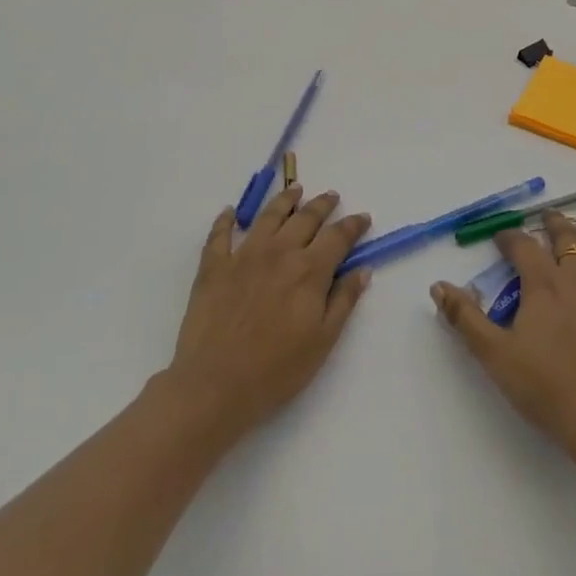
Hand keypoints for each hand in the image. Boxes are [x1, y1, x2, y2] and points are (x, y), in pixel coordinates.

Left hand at [165, 186, 373, 441]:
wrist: (215, 385)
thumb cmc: (277, 369)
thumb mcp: (323, 340)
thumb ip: (344, 300)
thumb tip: (362, 270)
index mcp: (309, 270)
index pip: (338, 237)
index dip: (353, 225)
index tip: (362, 218)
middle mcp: (279, 252)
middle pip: (305, 218)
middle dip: (322, 205)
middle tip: (331, 197)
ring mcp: (243, 256)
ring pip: (268, 216)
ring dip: (284, 200)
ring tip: (294, 190)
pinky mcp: (213, 267)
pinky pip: (220, 235)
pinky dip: (226, 220)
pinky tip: (231, 212)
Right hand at [430, 211, 575, 464]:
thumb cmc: (547, 388)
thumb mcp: (494, 355)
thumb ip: (465, 318)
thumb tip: (438, 285)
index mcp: (544, 284)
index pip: (523, 245)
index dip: (509, 237)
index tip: (500, 237)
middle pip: (567, 239)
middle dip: (553, 225)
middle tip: (546, 217)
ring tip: (574, 241)